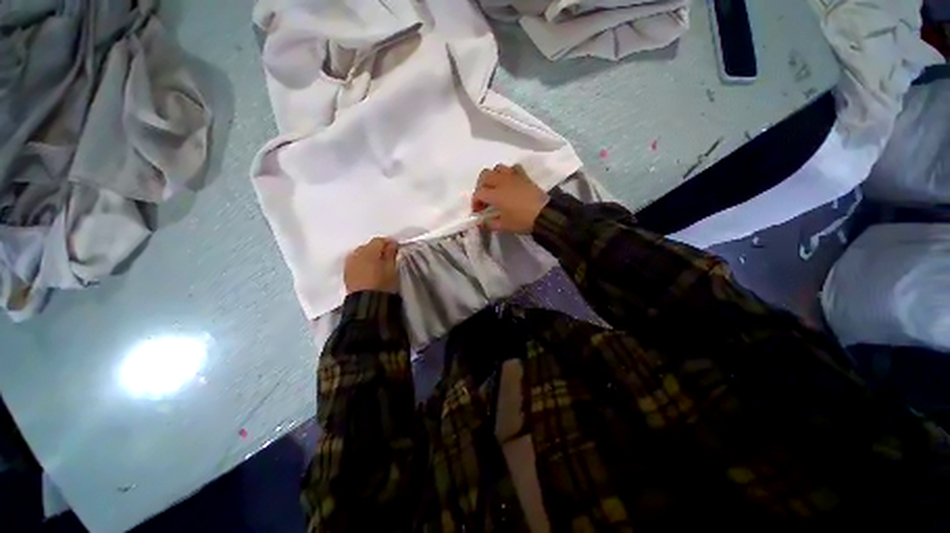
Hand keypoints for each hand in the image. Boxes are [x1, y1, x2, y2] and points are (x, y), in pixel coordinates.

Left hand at [344, 238, 399, 293]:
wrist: (367, 304)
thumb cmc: (383, 284)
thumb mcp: (391, 268)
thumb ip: (391, 254)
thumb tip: (391, 244)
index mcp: (368, 251)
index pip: (378, 241)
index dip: (388, 243)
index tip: (396, 247)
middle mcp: (355, 255)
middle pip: (367, 246)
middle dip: (377, 249)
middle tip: (387, 256)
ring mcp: (349, 264)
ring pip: (360, 254)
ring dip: (368, 256)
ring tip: (378, 263)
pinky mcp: (346, 273)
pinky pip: (355, 263)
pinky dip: (362, 263)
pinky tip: (369, 270)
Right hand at [471, 164, 548, 232]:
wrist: (545, 214)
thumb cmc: (521, 220)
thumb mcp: (503, 226)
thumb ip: (489, 224)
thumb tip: (482, 222)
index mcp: (494, 194)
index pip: (478, 194)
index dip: (475, 203)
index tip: (478, 212)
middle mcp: (501, 181)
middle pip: (484, 175)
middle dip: (480, 186)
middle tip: (484, 198)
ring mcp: (513, 177)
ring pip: (498, 168)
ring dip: (493, 177)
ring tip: (495, 188)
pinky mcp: (524, 176)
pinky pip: (513, 168)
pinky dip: (509, 173)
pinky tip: (510, 182)